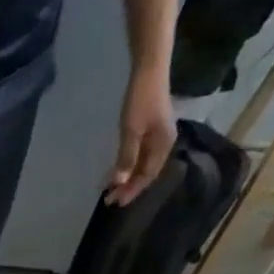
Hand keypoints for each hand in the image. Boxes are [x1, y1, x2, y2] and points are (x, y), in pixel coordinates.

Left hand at [106, 69, 175, 205]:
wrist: (149, 71)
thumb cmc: (141, 100)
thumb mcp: (131, 131)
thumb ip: (126, 157)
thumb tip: (119, 182)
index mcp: (164, 145)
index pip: (147, 176)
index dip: (131, 190)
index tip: (114, 202)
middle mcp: (164, 144)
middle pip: (146, 173)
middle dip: (128, 187)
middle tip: (109, 200)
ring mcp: (158, 137)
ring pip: (143, 166)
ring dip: (127, 179)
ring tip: (110, 190)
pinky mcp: (151, 131)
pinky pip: (140, 156)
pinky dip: (129, 166)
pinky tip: (118, 173)